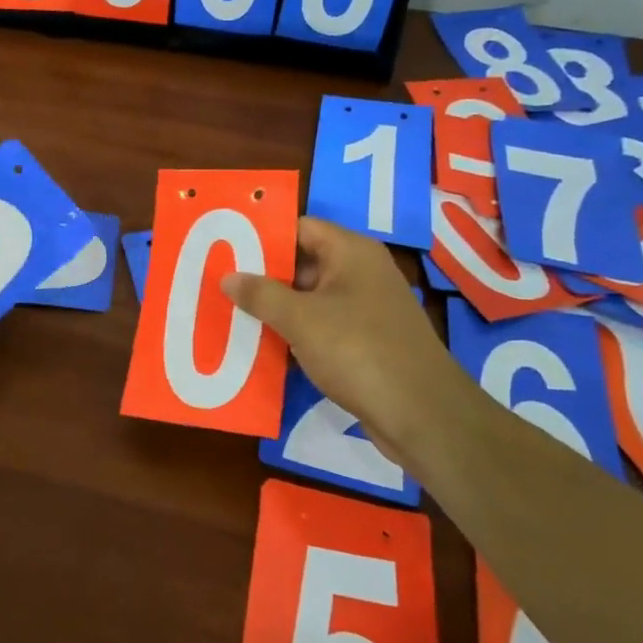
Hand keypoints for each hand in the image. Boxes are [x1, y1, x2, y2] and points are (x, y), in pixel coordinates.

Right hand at [223, 217, 452, 455]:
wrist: (422, 415)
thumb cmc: (358, 350)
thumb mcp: (301, 319)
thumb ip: (261, 295)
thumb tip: (228, 277)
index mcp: (351, 252)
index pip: (300, 227)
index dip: (262, 235)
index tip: (226, 245)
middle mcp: (361, 273)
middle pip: (303, 264)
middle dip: (263, 276)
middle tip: (220, 283)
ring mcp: (366, 310)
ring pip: (310, 300)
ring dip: (276, 309)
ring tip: (231, 314)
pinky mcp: (366, 343)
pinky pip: (322, 328)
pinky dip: (295, 335)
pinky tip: (262, 347)